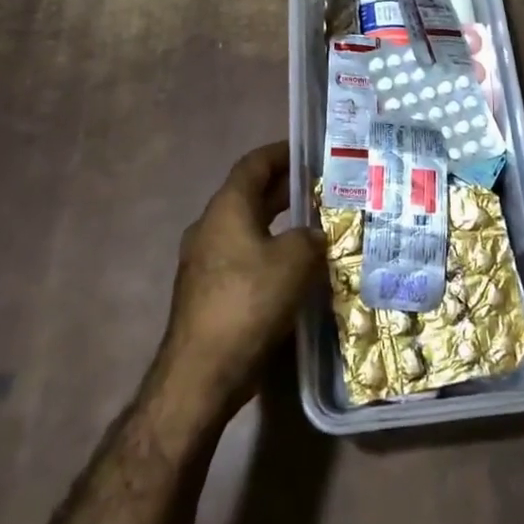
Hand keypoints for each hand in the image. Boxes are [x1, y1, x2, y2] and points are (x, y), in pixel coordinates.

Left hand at [158, 142, 323, 412]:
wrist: (201, 373)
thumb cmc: (249, 302)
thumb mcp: (295, 261)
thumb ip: (311, 237)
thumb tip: (316, 235)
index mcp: (227, 207)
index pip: (254, 164)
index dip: (282, 152)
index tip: (309, 150)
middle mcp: (211, 226)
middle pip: (251, 194)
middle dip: (286, 188)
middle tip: (322, 187)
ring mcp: (205, 260)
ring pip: (248, 227)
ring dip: (279, 222)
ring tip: (316, 225)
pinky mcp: (208, 291)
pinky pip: (244, 256)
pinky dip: (269, 251)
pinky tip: (295, 268)